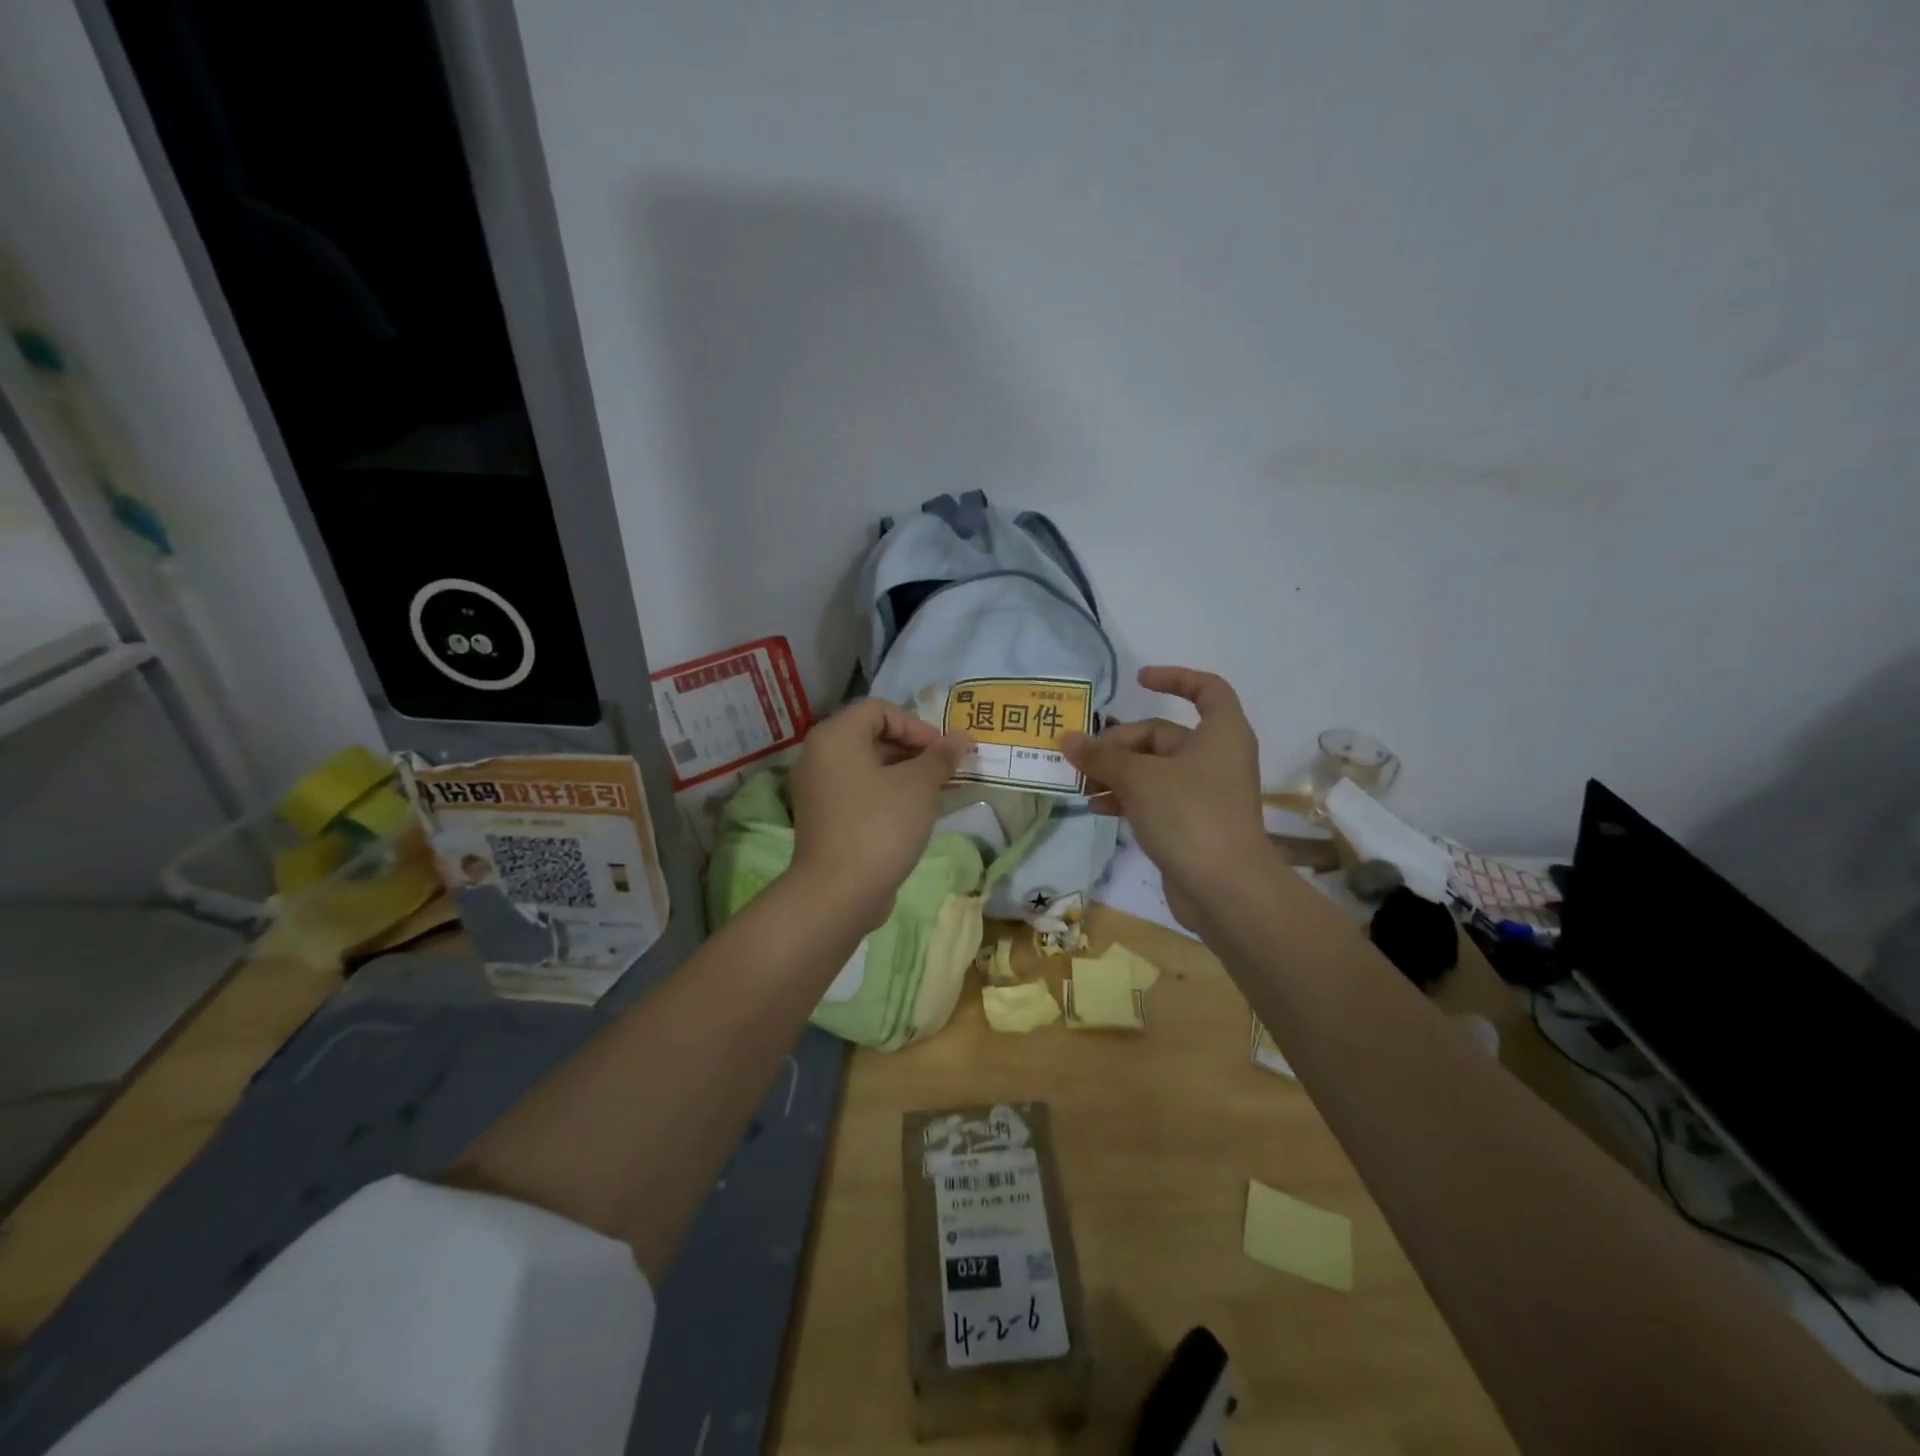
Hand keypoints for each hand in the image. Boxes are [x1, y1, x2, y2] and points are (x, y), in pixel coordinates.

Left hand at [788, 699, 971, 927]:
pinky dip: (887, 794)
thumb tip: (961, 738)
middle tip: (946, 769)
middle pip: (872, 736)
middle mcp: (819, 756)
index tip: (944, 751)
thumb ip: (940, 757)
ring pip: (868, 767)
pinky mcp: (824, 818)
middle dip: (914, 749)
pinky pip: (860, 792)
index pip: (880, 710)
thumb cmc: (880, 826)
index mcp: (835, 737)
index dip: (917, 725)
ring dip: (904, 773)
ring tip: (937, 791)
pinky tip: (915, 813)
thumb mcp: (918, 786)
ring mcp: (818, 789)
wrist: (838, 893)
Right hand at [1061, 667, 1269, 929]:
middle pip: (1162, 734)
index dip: (1175, 678)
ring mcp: (1204, 792)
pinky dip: (1127, 798)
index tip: (1139, 681)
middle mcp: (1216, 757)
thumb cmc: (1189, 815)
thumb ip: (1102, 756)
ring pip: (1153, 769)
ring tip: (1080, 786)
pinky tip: (1096, 807)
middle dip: (1119, 744)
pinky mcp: (1191, 822)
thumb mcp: (1139, 779)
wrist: (1226, 888)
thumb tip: (1067, 738)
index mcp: (1220, 733)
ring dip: (1116, 773)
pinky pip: (1154, 798)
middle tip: (1081, 759)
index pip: (1206, 689)